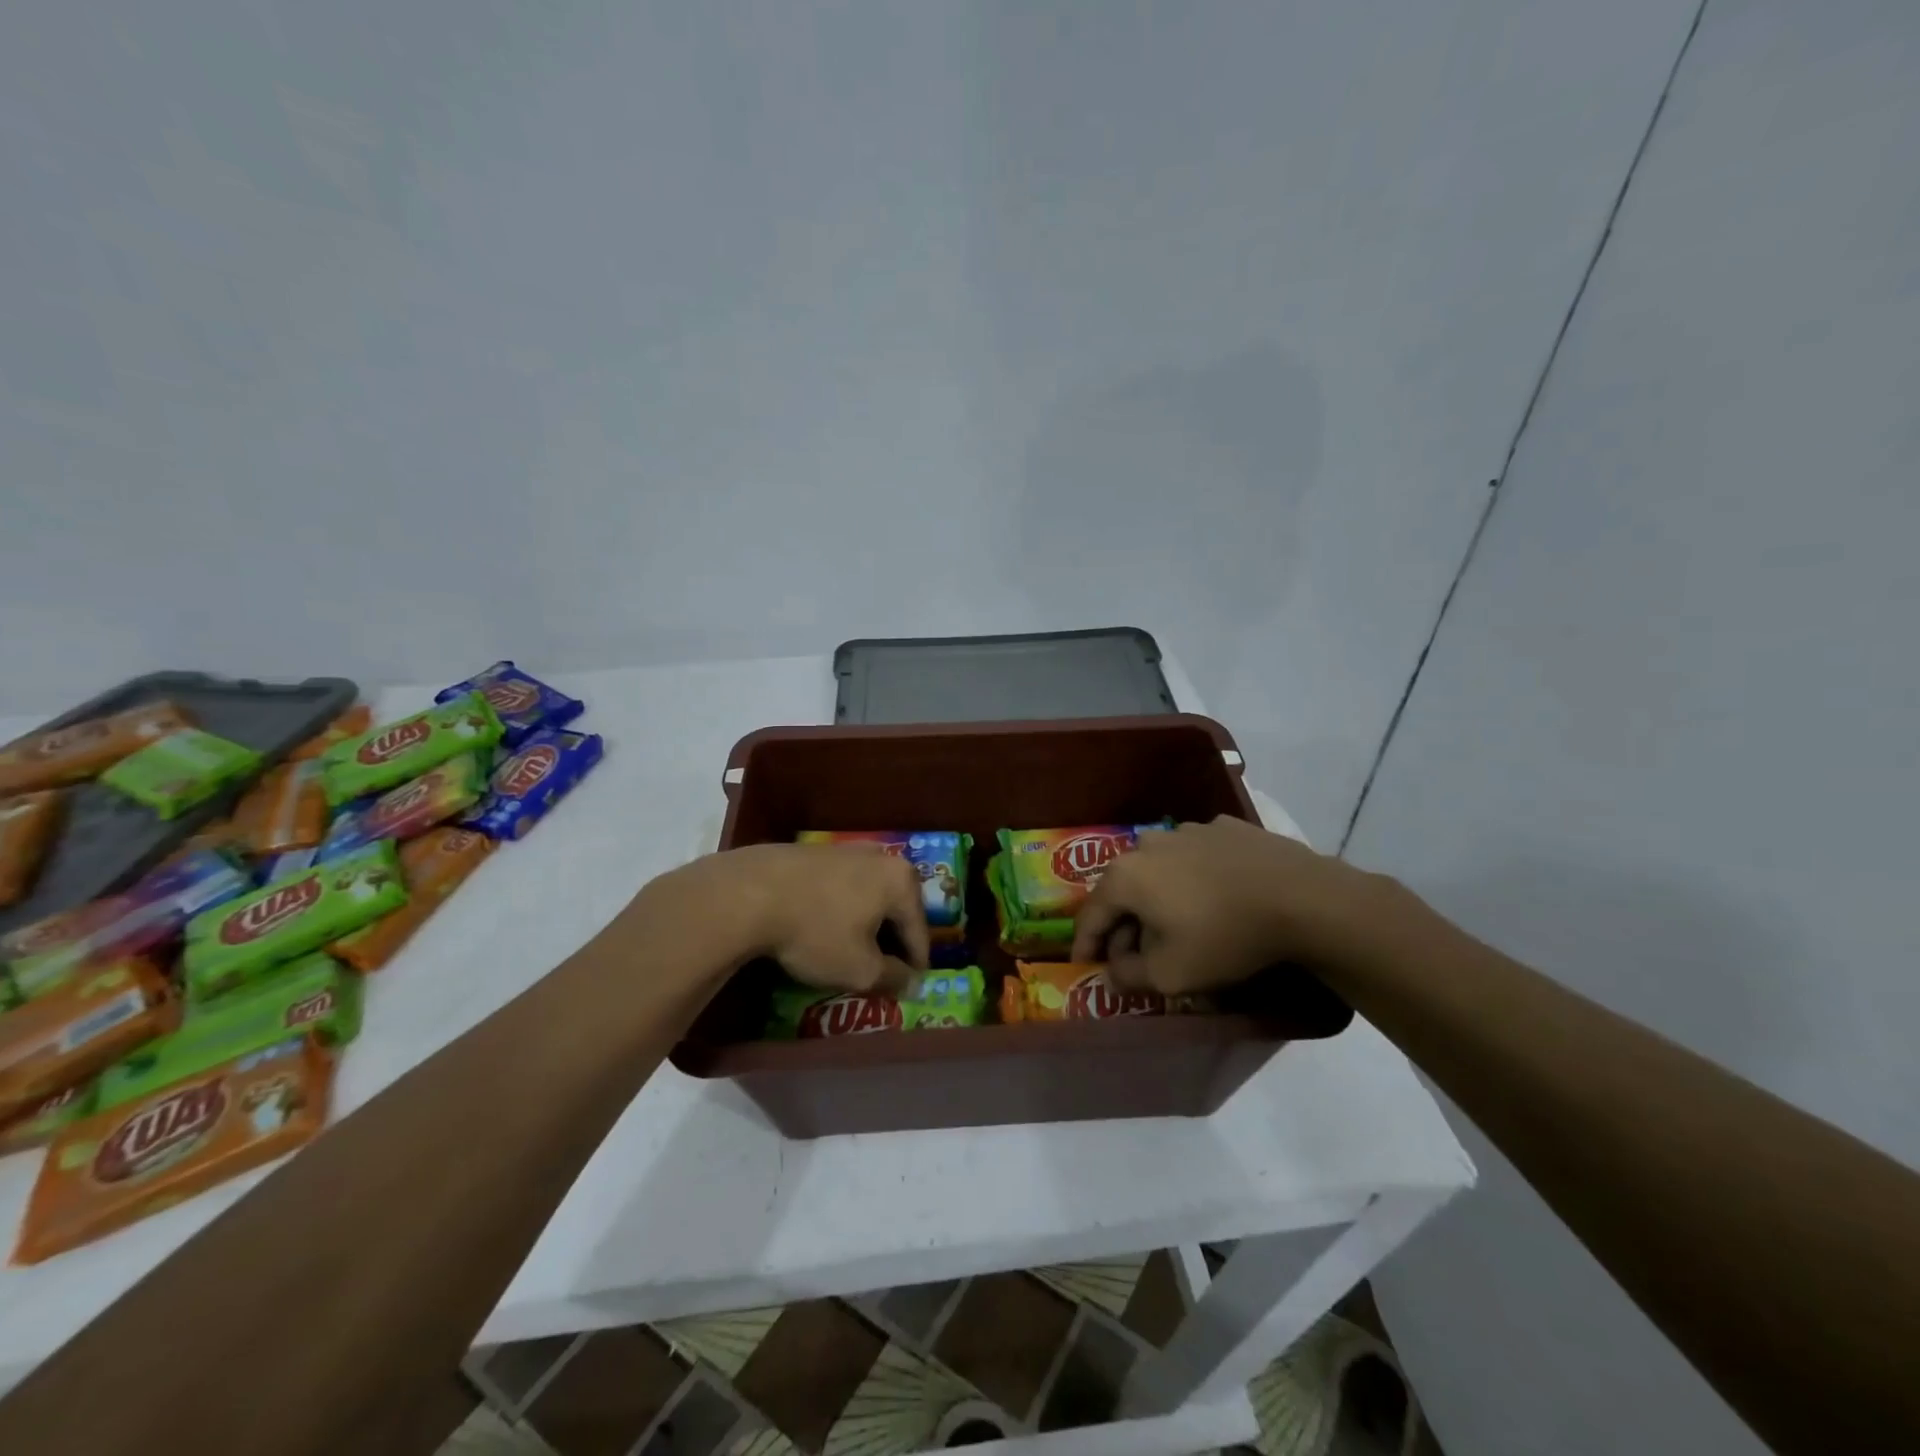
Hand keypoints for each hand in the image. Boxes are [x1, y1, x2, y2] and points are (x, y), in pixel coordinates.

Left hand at [632, 842, 929, 993]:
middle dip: (891, 940)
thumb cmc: (816, 932)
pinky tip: (822, 927)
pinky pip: (841, 887)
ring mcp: (847, 850)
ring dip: (865, 923)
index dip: (916, 965)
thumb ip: (892, 978)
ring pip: (868, 895)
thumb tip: (910, 982)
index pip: (920, 931)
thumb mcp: (859, 969)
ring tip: (851, 950)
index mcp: (902, 881)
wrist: (749, 892)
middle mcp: (881, 857)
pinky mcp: (816, 851)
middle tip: (881, 970)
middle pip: (896, 908)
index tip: (909, 988)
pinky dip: (840, 909)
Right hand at [1069, 816, 1386, 995]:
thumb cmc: (1224, 937)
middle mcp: (1147, 844)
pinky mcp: (1223, 827)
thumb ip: (1128, 977)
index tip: (1084, 965)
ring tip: (1178, 925)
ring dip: (1159, 898)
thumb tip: (1109, 974)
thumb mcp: (1171, 975)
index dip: (1085, 944)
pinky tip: (1215, 897)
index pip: (1091, 915)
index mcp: (1125, 876)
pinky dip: (1194, 878)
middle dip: (1124, 924)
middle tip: (1135, 954)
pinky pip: (1195, 857)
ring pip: (1158, 870)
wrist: (1301, 897)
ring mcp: (1186, 830)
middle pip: (1123, 890)